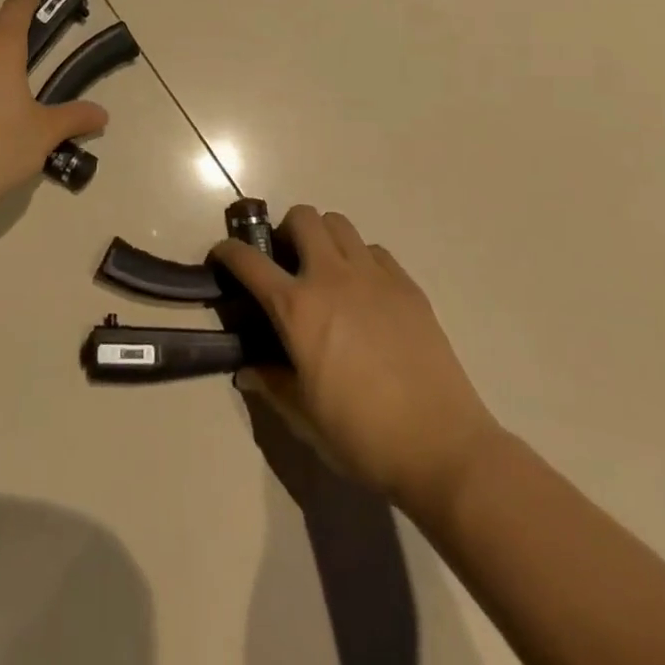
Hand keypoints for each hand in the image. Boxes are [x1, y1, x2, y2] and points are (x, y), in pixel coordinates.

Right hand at [214, 207, 501, 507]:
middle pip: (302, 218)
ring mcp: (374, 276)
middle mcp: (332, 278)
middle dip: (284, 231)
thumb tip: (248, 369)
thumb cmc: (363, 436)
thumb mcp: (304, 417)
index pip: (249, 262)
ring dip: (323, 237)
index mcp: (298, 309)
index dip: (227, 252)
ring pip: (339, 224)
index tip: (222, 256)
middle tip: (286, 263)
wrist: (443, 447)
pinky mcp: (407, 285)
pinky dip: (360, 258)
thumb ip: (272, 384)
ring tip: (325, 270)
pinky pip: (374, 251)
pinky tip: (365, 292)